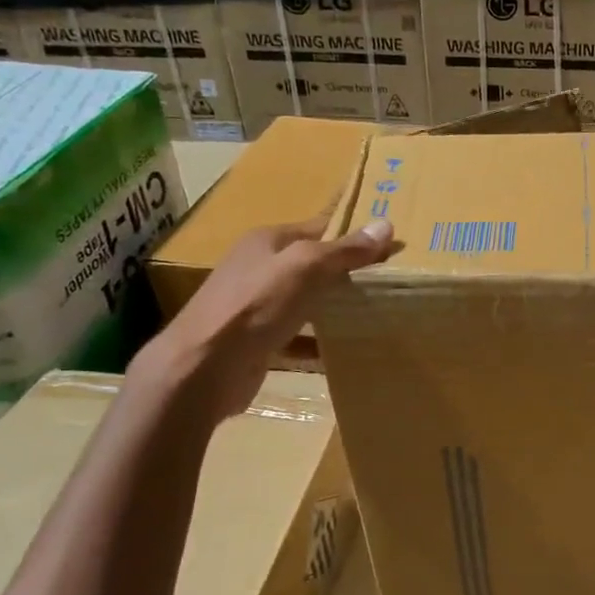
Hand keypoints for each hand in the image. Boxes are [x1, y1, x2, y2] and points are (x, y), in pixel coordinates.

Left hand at [138, 216, 394, 421]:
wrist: (202, 369)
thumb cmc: (254, 306)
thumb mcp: (304, 268)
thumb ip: (344, 250)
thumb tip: (385, 225)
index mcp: (267, 242)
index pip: (320, 227)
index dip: (354, 233)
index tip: (392, 244)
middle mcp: (259, 268)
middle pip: (313, 264)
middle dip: (348, 271)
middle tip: (391, 279)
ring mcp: (255, 306)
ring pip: (306, 300)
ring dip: (335, 306)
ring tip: (375, 312)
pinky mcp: (257, 341)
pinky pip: (297, 336)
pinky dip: (318, 341)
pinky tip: (343, 348)